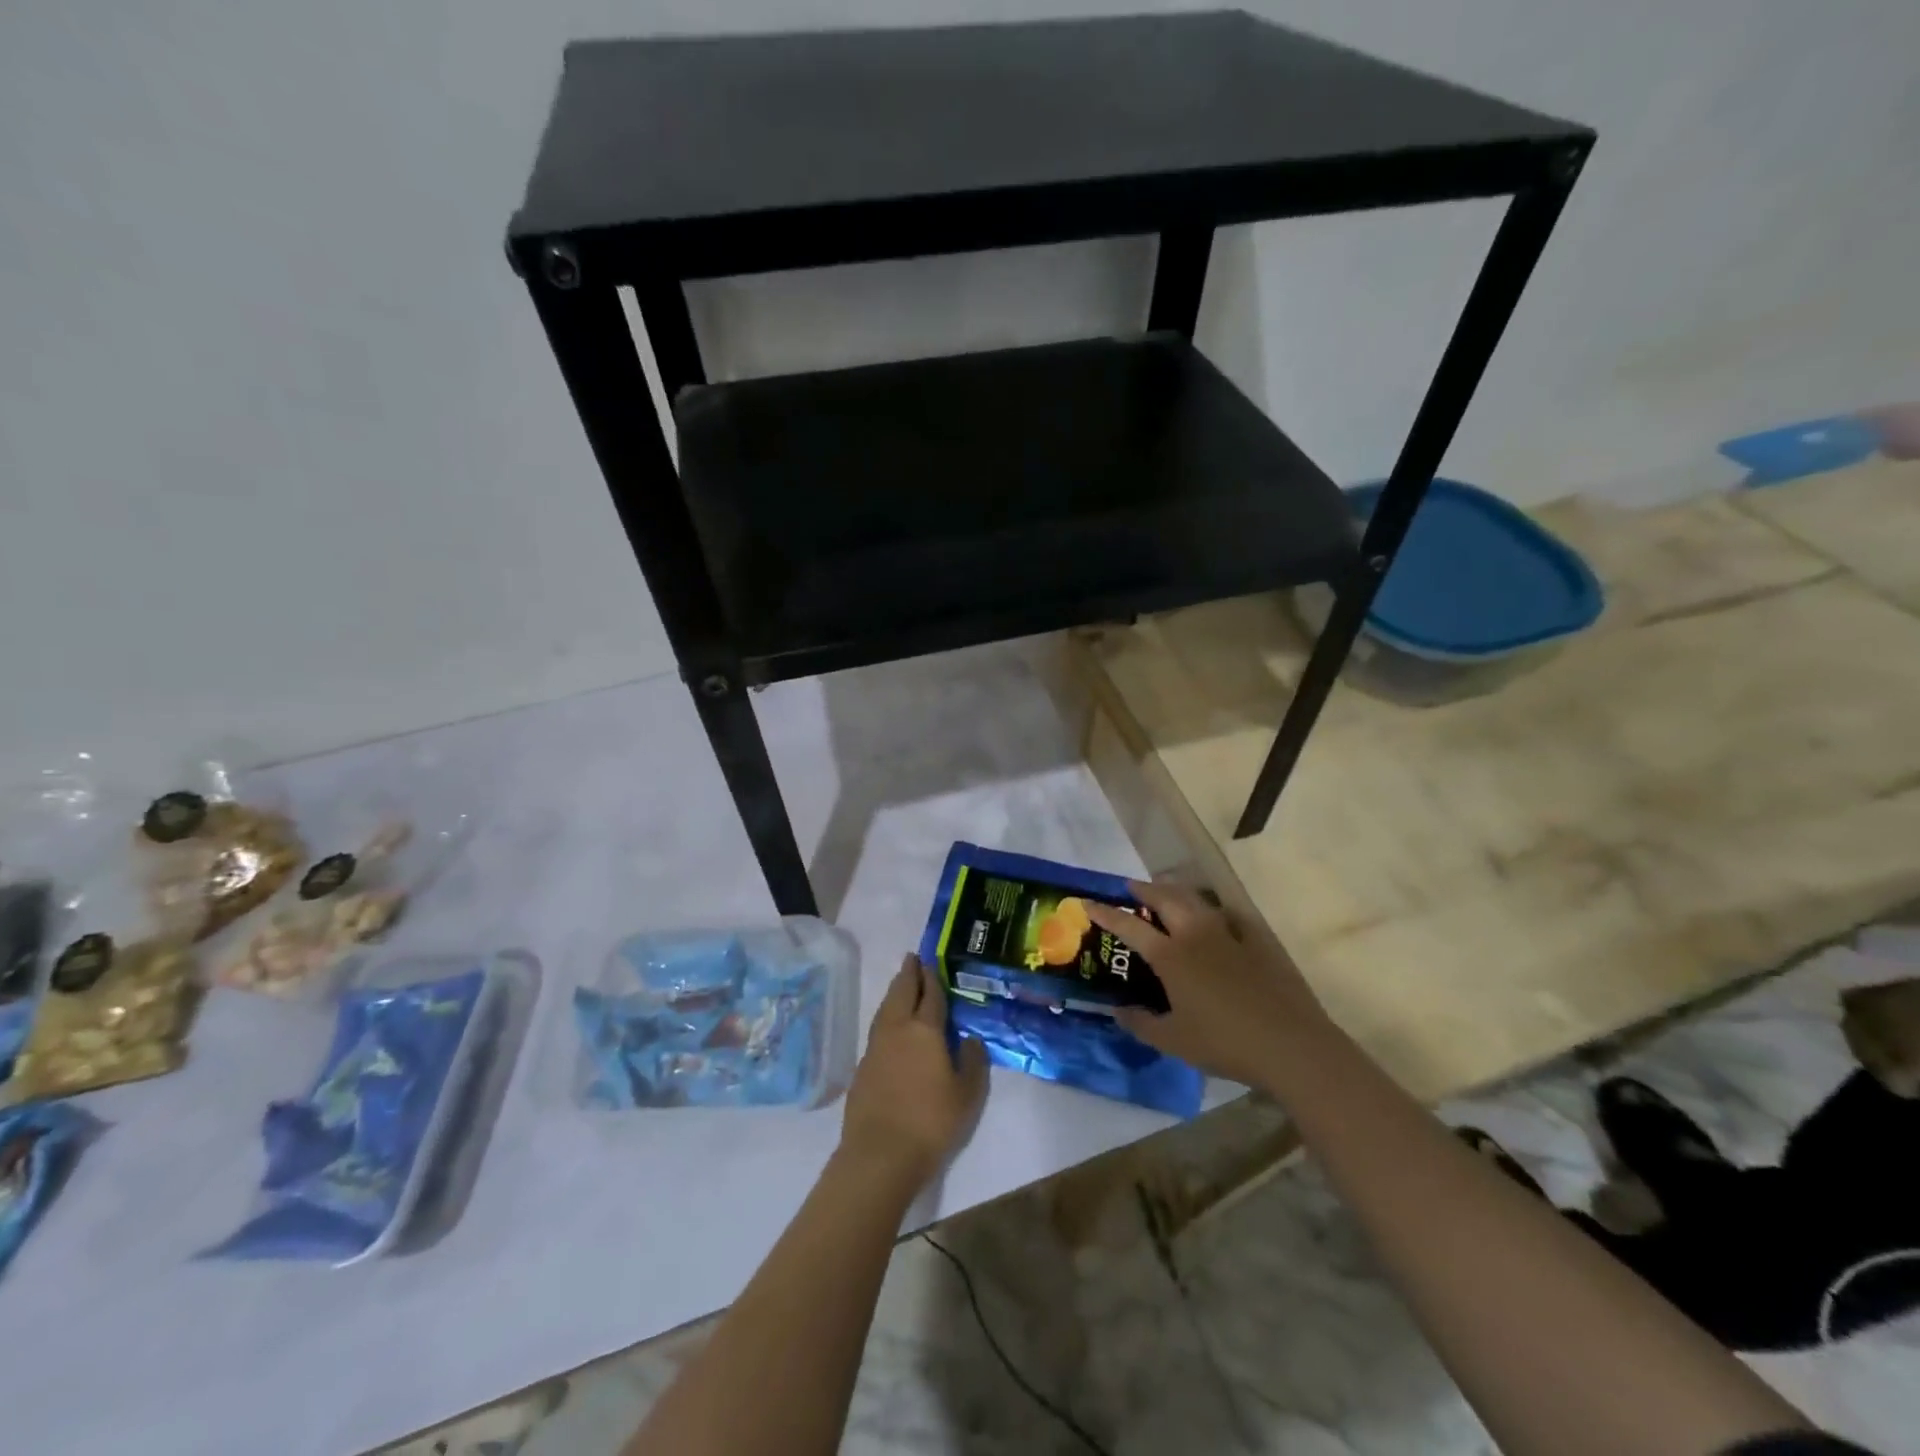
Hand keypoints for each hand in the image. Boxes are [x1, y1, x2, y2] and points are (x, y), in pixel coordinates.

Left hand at [839, 956, 987, 1185]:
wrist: (880, 1154)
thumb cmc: (932, 1121)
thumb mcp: (968, 1095)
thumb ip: (972, 1062)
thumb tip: (969, 1039)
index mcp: (925, 1030)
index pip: (930, 995)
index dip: (932, 977)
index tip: (930, 960)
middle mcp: (898, 1029)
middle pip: (901, 992)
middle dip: (908, 974)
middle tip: (912, 958)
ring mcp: (876, 1047)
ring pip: (886, 1008)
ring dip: (894, 992)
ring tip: (901, 984)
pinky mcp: (863, 1067)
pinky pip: (877, 1028)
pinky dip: (886, 1016)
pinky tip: (890, 1025)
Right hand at [1086, 882, 1328, 1088]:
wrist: (1289, 1045)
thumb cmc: (1224, 1043)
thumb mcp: (1173, 1041)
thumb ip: (1141, 1024)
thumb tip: (1118, 1011)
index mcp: (1170, 956)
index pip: (1129, 926)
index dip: (1106, 913)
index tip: (1088, 903)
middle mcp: (1195, 935)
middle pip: (1165, 898)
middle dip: (1144, 889)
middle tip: (1131, 888)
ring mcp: (1228, 935)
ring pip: (1196, 900)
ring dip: (1176, 892)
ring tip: (1166, 893)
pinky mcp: (1256, 942)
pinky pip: (1229, 915)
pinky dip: (1213, 910)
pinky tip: (1214, 917)